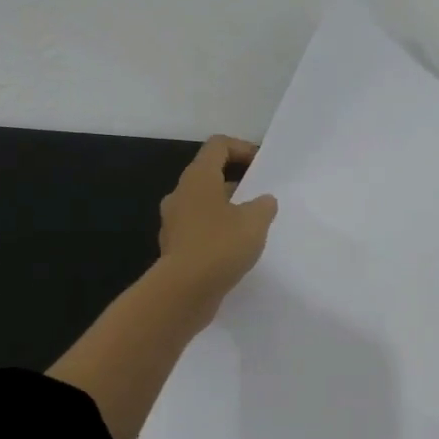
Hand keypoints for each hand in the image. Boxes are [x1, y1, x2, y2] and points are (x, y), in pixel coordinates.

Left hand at [156, 135, 278, 320]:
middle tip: (260, 196)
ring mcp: (174, 222)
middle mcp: (181, 194)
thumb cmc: (220, 246)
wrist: (183, 292)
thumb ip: (263, 205)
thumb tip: (263, 201)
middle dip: (237, 182)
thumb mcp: (255, 221)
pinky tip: (235, 249)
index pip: (218, 146)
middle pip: (209, 174)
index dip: (242, 149)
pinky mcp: (174, 247)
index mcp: (198, 178)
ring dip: (226, 208)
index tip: (262, 167)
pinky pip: (198, 229)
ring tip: (251, 225)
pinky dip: (216, 231)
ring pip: (203, 204)